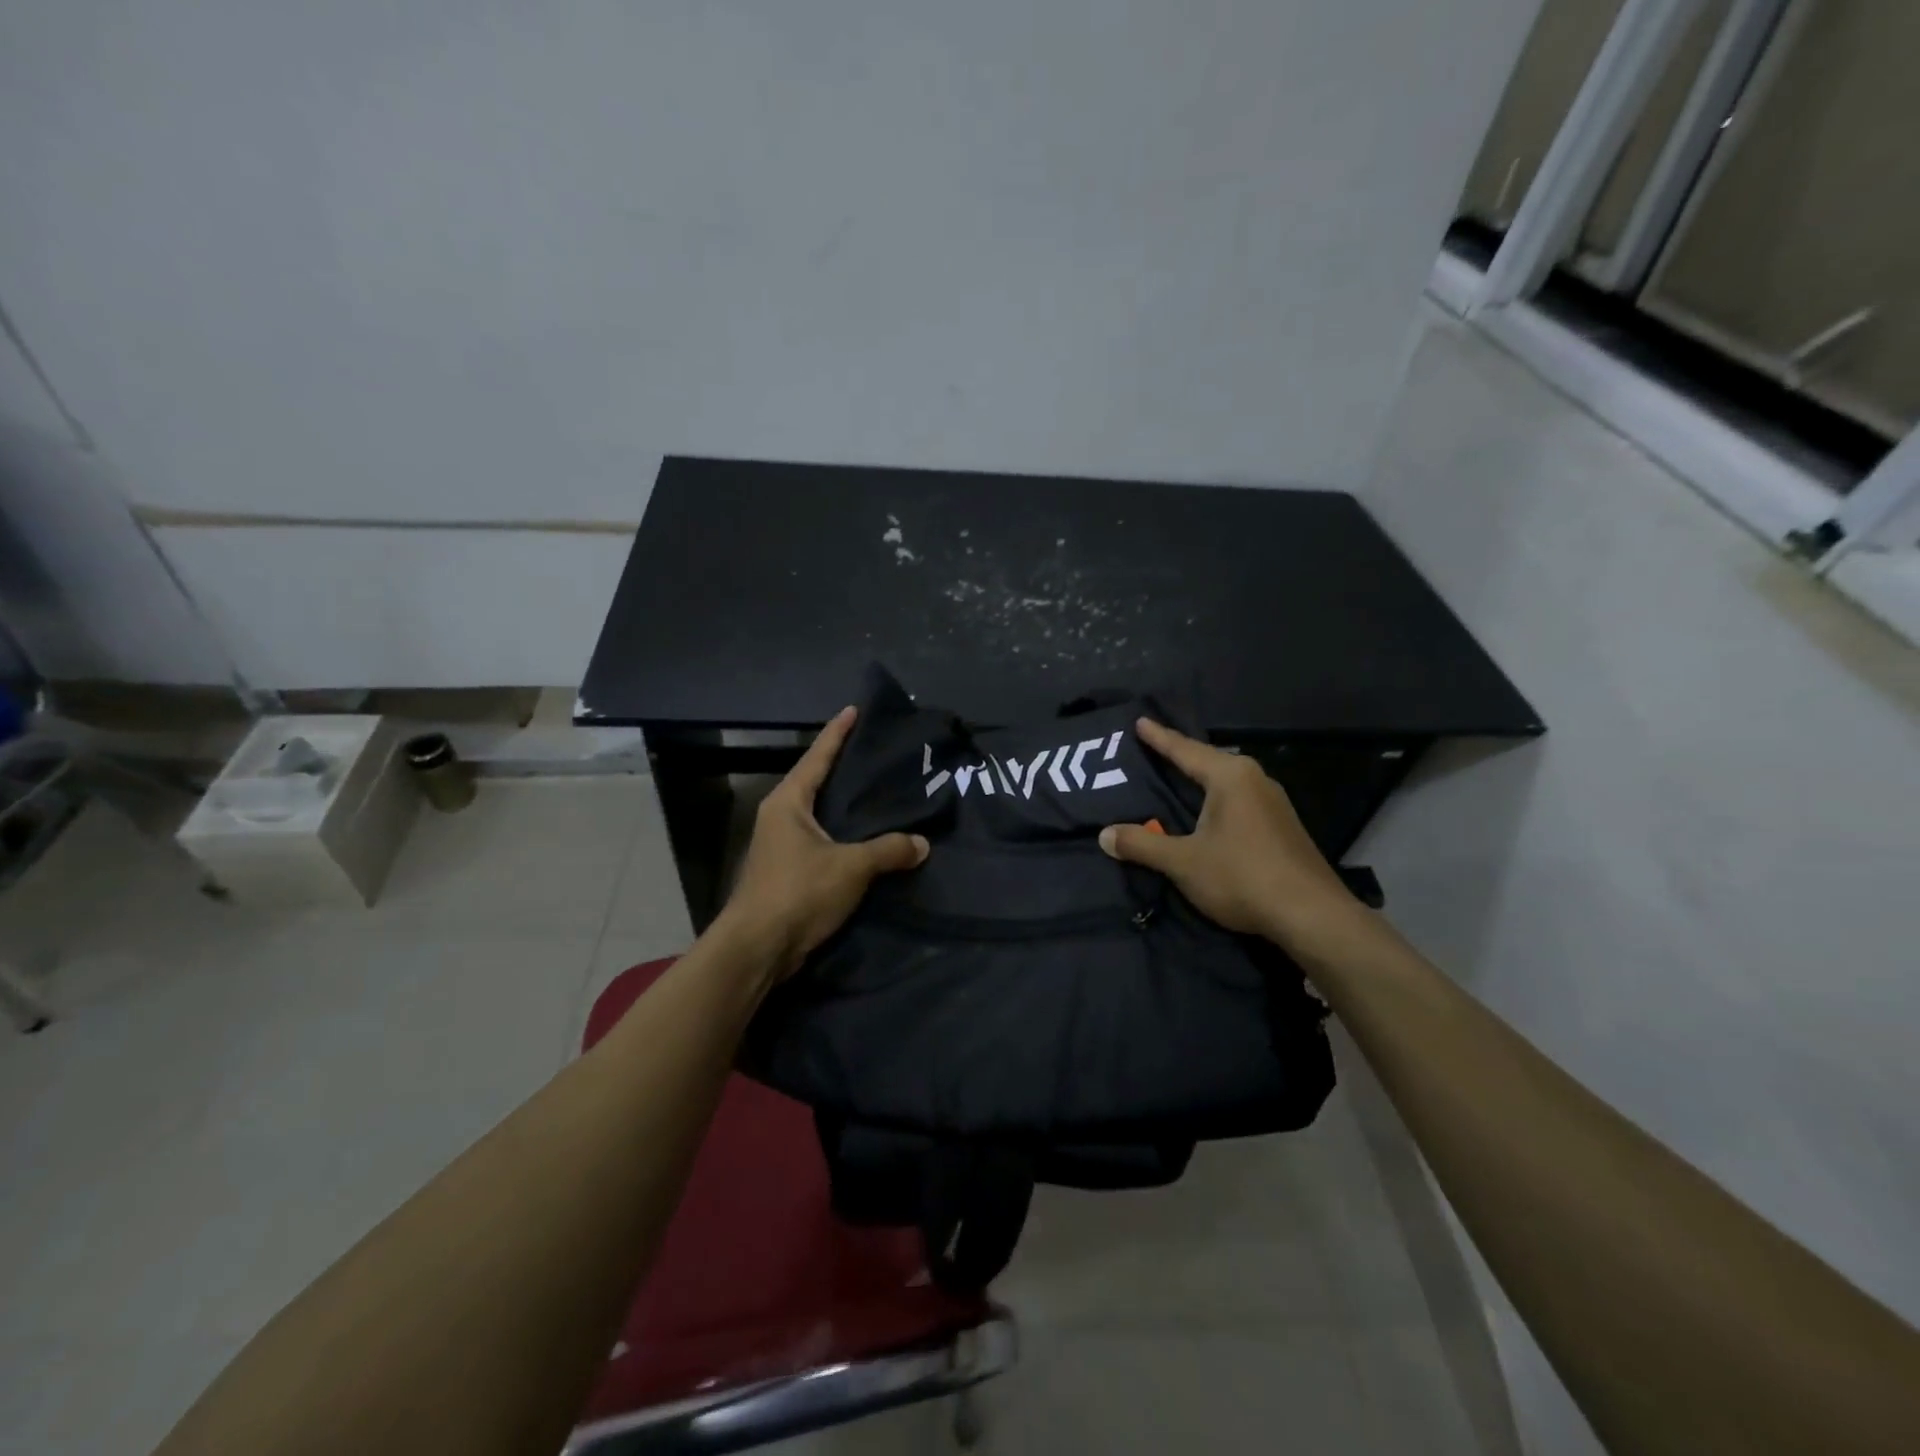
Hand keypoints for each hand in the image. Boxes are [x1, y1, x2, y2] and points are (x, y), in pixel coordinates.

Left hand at [713, 705, 928, 980]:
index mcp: (788, 802)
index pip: (817, 757)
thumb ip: (888, 850)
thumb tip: (922, 844)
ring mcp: (782, 846)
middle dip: (844, 767)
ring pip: (820, 815)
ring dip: (845, 806)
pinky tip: (868, 840)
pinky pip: (823, 842)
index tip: (854, 710)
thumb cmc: (798, 892)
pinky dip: (845, 836)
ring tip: (879, 794)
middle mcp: (781, 817)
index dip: (837, 733)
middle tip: (877, 753)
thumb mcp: (850, 866)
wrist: (758, 948)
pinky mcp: (789, 873)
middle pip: (816, 782)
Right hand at [1099, 718, 1363, 957]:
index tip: (1140, 721)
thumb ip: (1141, 844)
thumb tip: (1104, 835)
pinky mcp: (1282, 827)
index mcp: (1230, 777)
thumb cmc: (1242, 877)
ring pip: (1226, 783)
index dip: (1159, 738)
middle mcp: (1255, 780)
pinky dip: (1216, 801)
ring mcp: (1274, 803)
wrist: (1312, 916)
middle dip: (1181, 756)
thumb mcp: (1182, 862)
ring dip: (1200, 781)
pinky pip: (1239, 801)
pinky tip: (1208, 814)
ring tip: (1177, 778)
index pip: (1185, 750)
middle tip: (1153, 749)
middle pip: (1208, 762)